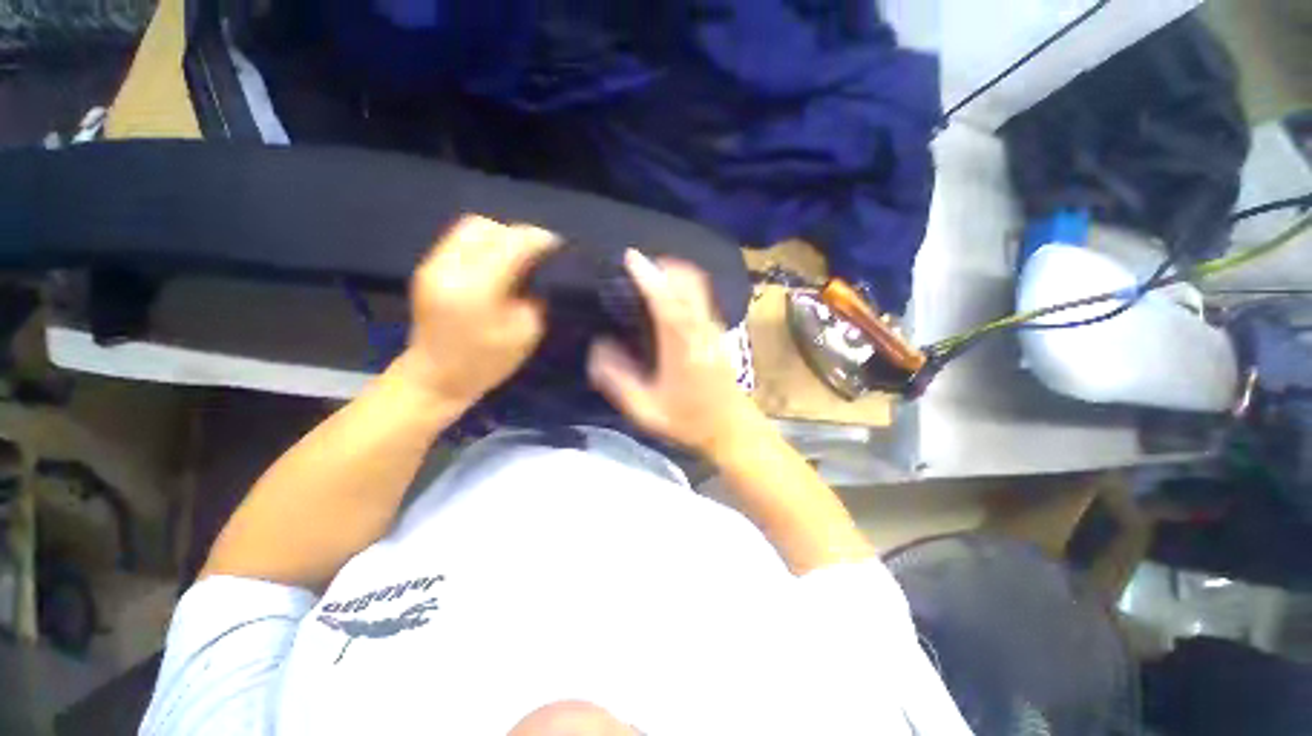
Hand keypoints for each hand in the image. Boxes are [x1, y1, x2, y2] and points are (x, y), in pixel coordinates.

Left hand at [397, 215, 557, 406]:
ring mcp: (433, 265)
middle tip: (537, 252)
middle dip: (516, 234)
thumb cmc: (486, 363)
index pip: (511, 243)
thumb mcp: (525, 333)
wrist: (434, 379)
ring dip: (499, 237)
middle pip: (486, 227)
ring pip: (470, 229)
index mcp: (476, 288)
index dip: (539, 240)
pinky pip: (460, 242)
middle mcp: (449, 267)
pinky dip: (485, 245)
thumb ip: (536, 295)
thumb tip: (542, 270)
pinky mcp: (428, 268)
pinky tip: (498, 264)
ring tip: (518, 256)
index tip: (559, 247)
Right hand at [588, 249, 762, 456]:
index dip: (648, 276)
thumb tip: (599, 347)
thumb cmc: (688, 420)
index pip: (665, 302)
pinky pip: (702, 296)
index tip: (631, 256)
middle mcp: (701, 330)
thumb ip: (618, 379)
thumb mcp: (645, 409)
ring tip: (650, 276)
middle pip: (688, 283)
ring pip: (698, 286)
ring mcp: (713, 329)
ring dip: (675, 273)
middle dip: (664, 267)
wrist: (731, 428)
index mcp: (681, 347)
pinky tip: (670, 296)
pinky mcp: (718, 332)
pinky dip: (684, 285)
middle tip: (638, 266)